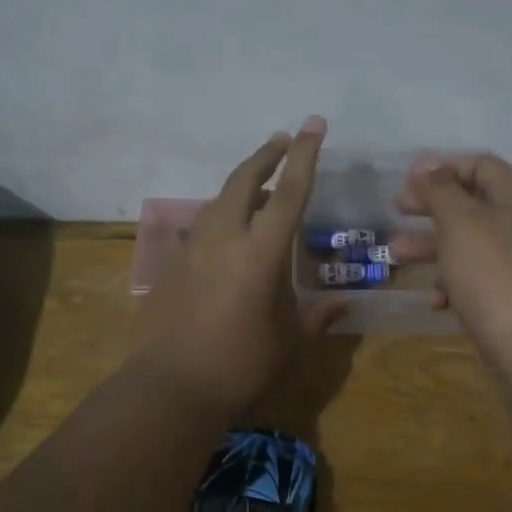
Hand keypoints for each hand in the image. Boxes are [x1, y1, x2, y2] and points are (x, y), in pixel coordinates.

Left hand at [134, 119, 341, 415]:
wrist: (170, 387)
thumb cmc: (241, 365)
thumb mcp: (288, 340)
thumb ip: (317, 316)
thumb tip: (341, 304)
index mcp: (260, 252)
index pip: (289, 191)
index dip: (305, 155)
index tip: (313, 124)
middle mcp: (224, 237)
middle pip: (244, 179)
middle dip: (266, 155)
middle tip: (283, 141)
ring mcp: (192, 247)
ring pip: (220, 200)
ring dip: (244, 186)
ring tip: (263, 190)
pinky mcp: (172, 263)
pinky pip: (203, 226)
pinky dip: (224, 217)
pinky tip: (231, 236)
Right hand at [392, 153, 511, 424]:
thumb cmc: (496, 279)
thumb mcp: (462, 225)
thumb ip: (442, 191)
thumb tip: (428, 164)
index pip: (482, 165)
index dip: (443, 167)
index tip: (406, 181)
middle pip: (474, 205)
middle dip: (431, 207)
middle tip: (397, 211)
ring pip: (472, 246)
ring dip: (432, 247)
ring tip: (395, 257)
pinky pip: (480, 282)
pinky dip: (454, 285)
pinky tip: (435, 302)